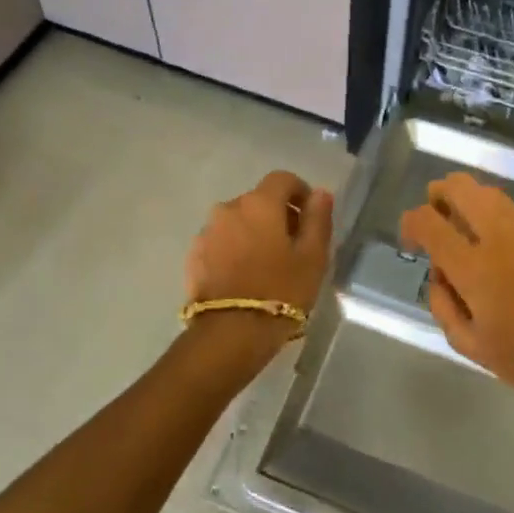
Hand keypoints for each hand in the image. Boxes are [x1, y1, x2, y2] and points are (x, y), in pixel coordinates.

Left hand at [185, 170, 334, 321]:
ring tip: (267, 266)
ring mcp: (207, 232)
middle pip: (258, 201)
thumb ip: (318, 219)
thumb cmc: (281, 291)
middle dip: (277, 216)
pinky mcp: (194, 256)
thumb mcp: (312, 257)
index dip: (300, 192)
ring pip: (238, 222)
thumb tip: (320, 194)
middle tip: (293, 247)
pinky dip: (234, 250)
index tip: (310, 216)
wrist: (230, 333)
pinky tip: (244, 277)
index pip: (282, 179)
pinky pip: (220, 242)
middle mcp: (228, 208)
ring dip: (253, 233)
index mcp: (259, 203)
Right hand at [399, 172, 513, 404]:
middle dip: (442, 193)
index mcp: (473, 266)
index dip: (411, 222)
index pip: (428, 220)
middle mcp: (501, 236)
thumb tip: (439, 270)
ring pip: (494, 196)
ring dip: (475, 206)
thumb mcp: (465, 343)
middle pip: (462, 187)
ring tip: (476, 232)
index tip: (412, 238)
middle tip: (439, 212)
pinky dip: (509, 229)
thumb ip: (441, 302)